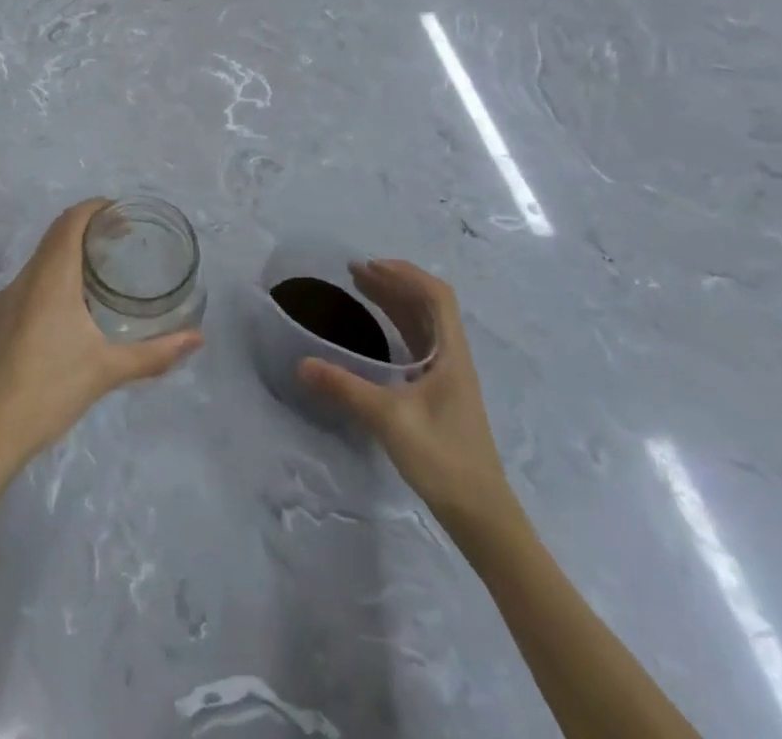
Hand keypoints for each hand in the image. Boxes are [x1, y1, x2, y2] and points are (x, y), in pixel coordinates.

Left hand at [0, 199, 202, 472]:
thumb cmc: (52, 391)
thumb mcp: (108, 370)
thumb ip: (155, 353)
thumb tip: (198, 338)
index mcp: (51, 279)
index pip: (70, 222)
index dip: (94, 209)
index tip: (119, 214)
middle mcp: (24, 279)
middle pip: (54, 237)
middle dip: (85, 230)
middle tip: (117, 241)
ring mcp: (2, 300)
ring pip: (38, 263)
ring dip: (65, 258)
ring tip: (95, 277)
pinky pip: (24, 287)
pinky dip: (47, 283)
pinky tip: (61, 315)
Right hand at [298, 260, 518, 537]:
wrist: (480, 514)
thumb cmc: (442, 458)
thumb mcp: (388, 419)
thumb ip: (344, 388)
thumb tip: (301, 363)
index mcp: (451, 354)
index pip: (436, 295)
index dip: (405, 273)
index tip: (370, 266)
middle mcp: (453, 357)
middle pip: (427, 305)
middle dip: (393, 283)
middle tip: (354, 272)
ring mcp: (449, 376)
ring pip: (423, 324)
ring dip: (394, 302)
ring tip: (361, 289)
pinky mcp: (441, 394)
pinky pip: (418, 344)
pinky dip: (397, 326)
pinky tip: (377, 332)